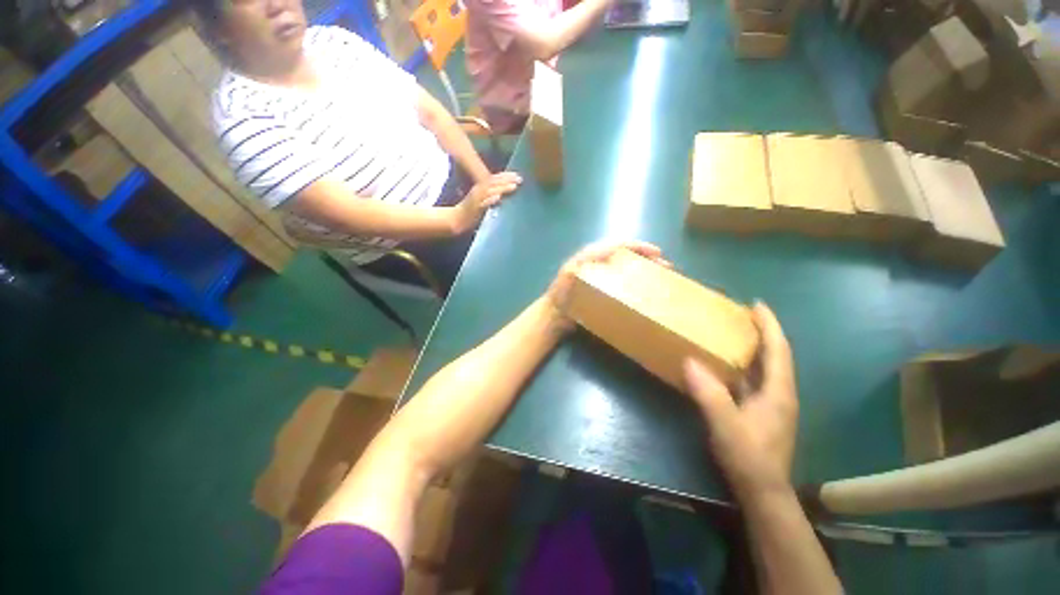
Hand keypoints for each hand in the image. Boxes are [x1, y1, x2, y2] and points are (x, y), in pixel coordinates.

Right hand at [453, 172, 521, 232]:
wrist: (456, 219)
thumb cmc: (471, 211)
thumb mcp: (482, 200)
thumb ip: (491, 194)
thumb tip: (503, 193)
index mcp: (481, 187)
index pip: (495, 179)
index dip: (506, 176)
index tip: (518, 175)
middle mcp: (479, 190)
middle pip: (494, 183)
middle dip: (507, 180)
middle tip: (520, 179)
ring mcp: (477, 199)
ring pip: (490, 191)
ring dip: (502, 188)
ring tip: (513, 186)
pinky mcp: (474, 208)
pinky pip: (483, 203)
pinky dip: (491, 200)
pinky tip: (498, 197)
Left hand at [545, 241, 669, 329]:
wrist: (556, 313)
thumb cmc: (561, 295)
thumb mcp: (566, 282)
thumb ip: (573, 272)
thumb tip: (583, 265)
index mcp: (590, 254)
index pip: (618, 245)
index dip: (638, 246)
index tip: (657, 253)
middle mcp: (599, 260)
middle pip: (627, 253)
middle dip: (646, 257)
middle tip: (664, 266)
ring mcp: (602, 272)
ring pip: (627, 264)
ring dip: (644, 267)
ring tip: (660, 275)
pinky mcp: (603, 284)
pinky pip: (623, 277)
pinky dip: (636, 278)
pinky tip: (644, 287)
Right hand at [682, 303, 797, 497]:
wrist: (762, 492)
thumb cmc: (748, 457)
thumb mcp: (725, 425)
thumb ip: (708, 393)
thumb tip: (689, 361)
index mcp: (778, 392)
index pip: (779, 350)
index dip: (770, 325)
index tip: (756, 305)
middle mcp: (780, 394)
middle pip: (775, 356)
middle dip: (763, 333)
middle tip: (741, 316)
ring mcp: (772, 405)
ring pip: (765, 369)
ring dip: (753, 349)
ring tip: (733, 335)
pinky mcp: (762, 414)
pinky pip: (754, 382)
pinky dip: (743, 368)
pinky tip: (726, 367)